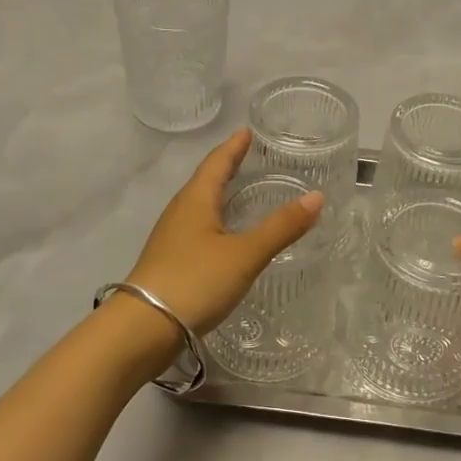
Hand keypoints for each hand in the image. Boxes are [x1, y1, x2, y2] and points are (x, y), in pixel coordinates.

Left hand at [126, 128, 324, 340]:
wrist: (143, 329)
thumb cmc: (195, 281)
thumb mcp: (245, 254)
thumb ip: (281, 227)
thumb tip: (317, 196)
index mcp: (195, 200)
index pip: (217, 163)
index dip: (233, 147)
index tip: (246, 131)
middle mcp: (180, 212)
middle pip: (205, 181)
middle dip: (227, 168)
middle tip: (249, 158)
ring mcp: (171, 238)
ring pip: (199, 206)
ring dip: (219, 195)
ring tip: (241, 193)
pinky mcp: (170, 262)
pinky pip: (197, 229)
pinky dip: (216, 222)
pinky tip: (226, 237)